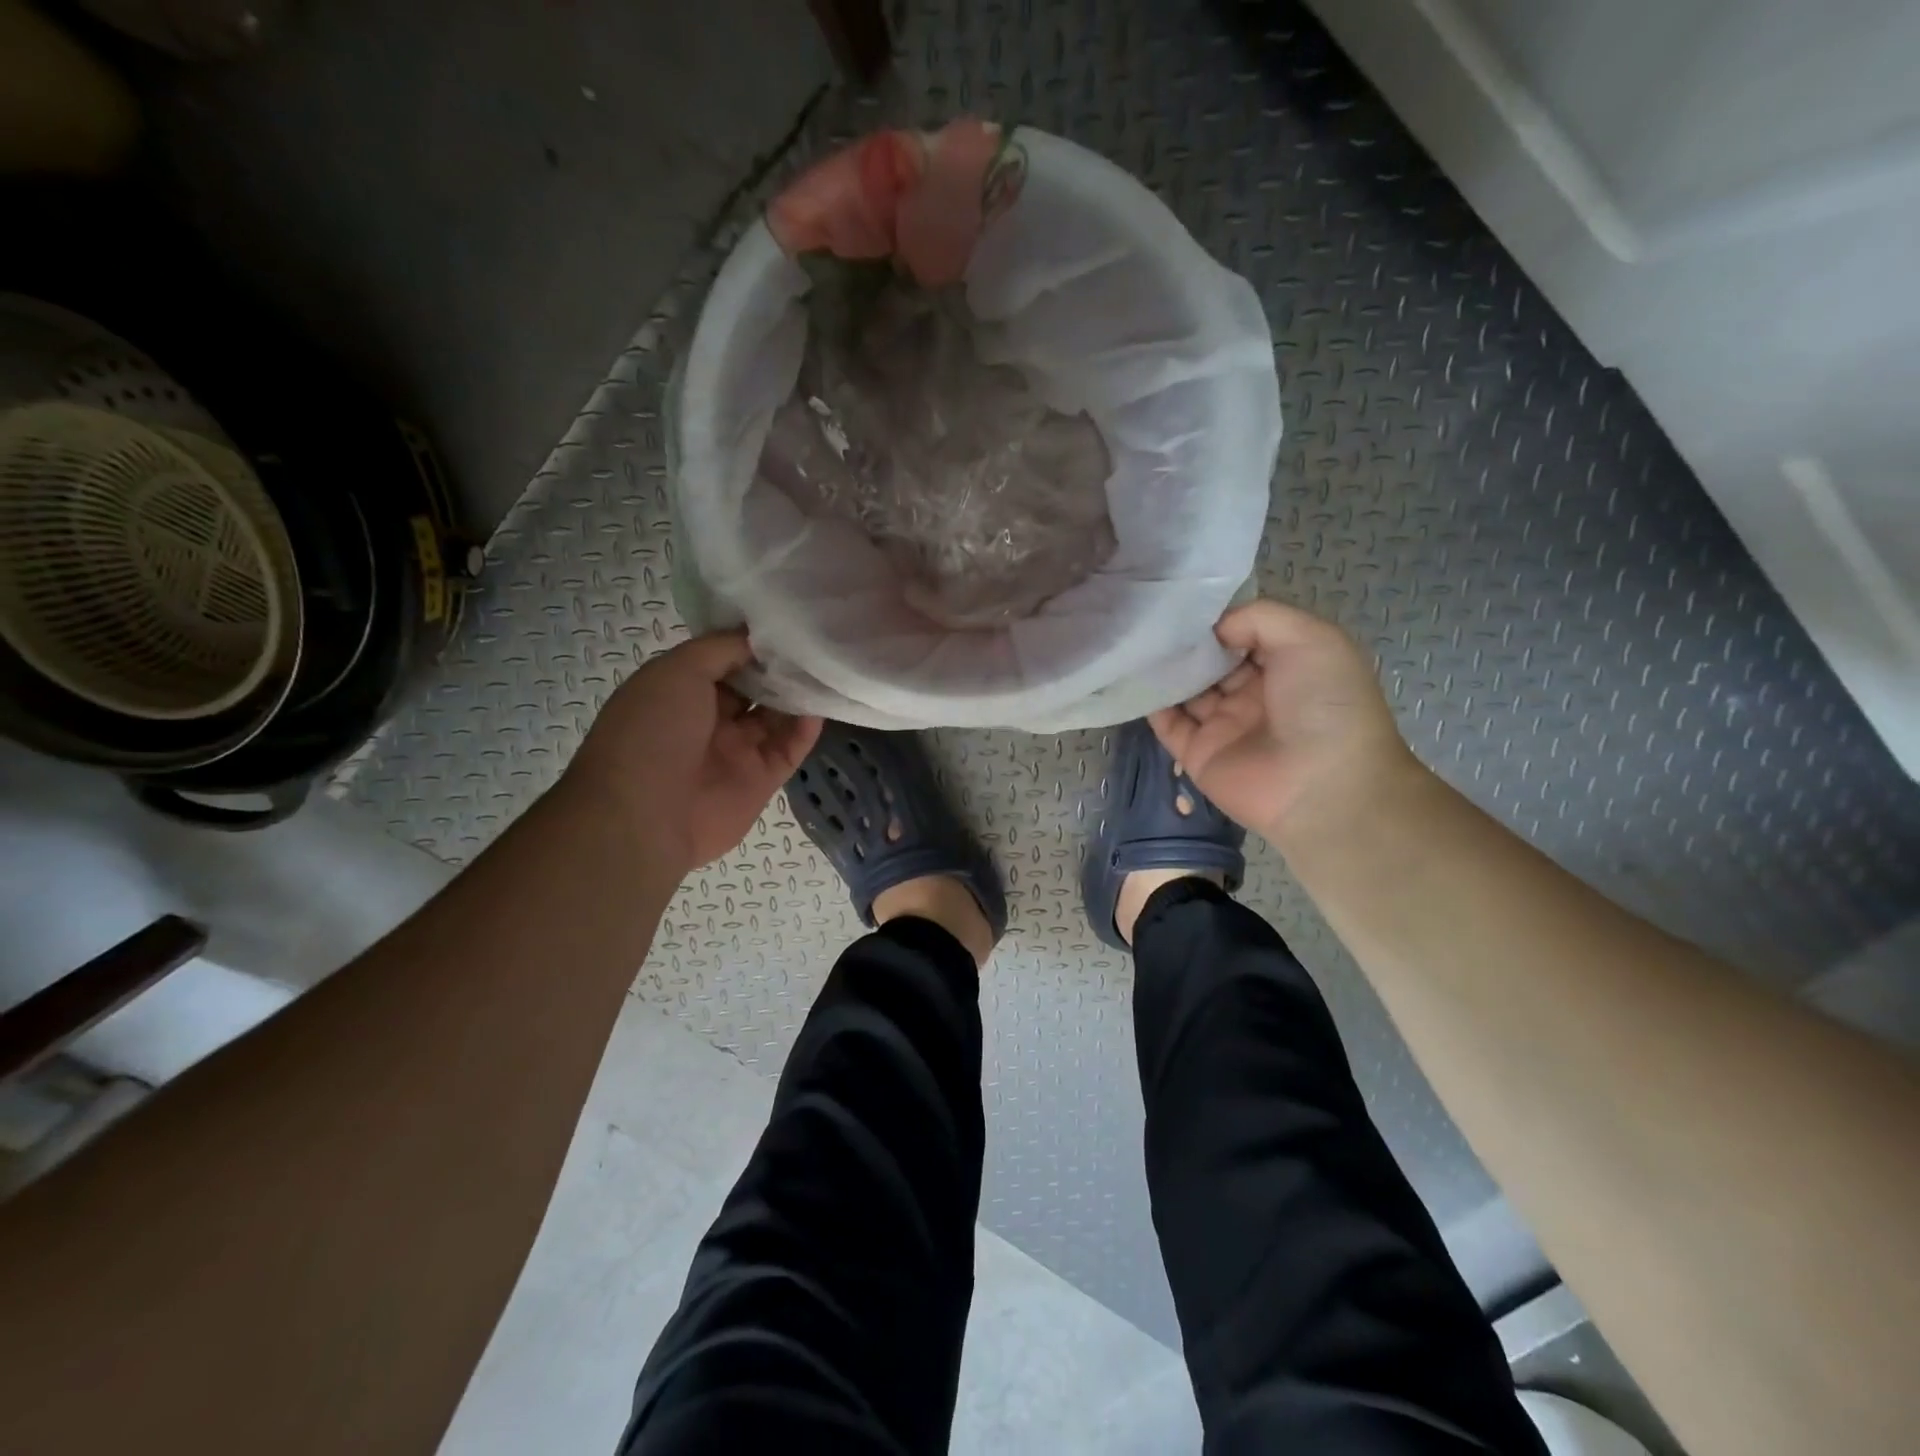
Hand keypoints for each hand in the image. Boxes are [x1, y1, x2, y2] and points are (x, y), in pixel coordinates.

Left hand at [565, 631, 821, 872]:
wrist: (645, 817)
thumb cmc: (652, 732)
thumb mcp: (676, 670)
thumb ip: (721, 649)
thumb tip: (758, 636)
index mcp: (678, 691)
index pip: (722, 660)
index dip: (751, 642)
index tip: (785, 623)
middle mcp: (708, 719)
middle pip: (754, 687)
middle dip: (779, 666)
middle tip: (814, 641)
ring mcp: (736, 751)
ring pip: (776, 717)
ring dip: (797, 694)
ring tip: (825, 667)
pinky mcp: (761, 780)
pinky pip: (789, 749)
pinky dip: (806, 729)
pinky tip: (820, 705)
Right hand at [1149, 600, 1419, 846]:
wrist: (1321, 787)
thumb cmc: (1324, 704)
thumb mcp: (1311, 639)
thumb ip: (1258, 619)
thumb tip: (1212, 629)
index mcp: (1289, 666)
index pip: (1244, 634)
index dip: (1219, 619)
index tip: (1188, 604)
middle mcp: (1256, 693)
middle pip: (1212, 661)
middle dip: (1187, 642)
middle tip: (1154, 620)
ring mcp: (1225, 725)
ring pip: (1187, 690)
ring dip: (1166, 669)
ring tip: (1138, 643)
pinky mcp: (1198, 754)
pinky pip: (1169, 725)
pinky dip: (1152, 703)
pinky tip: (1136, 678)